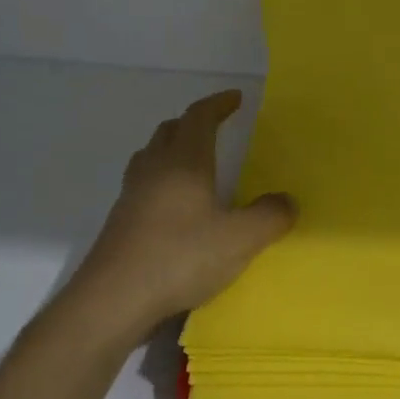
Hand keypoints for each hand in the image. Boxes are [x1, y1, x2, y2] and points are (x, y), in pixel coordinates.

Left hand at [71, 90, 295, 328]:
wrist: (113, 300)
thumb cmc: (180, 258)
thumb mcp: (240, 240)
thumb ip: (270, 216)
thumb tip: (286, 200)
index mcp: (184, 162)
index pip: (199, 117)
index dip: (218, 104)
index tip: (235, 98)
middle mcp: (154, 170)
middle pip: (170, 131)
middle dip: (193, 123)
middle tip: (215, 128)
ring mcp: (131, 195)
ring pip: (151, 156)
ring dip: (172, 149)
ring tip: (193, 163)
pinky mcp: (120, 222)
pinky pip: (143, 185)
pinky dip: (161, 181)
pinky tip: (174, 207)